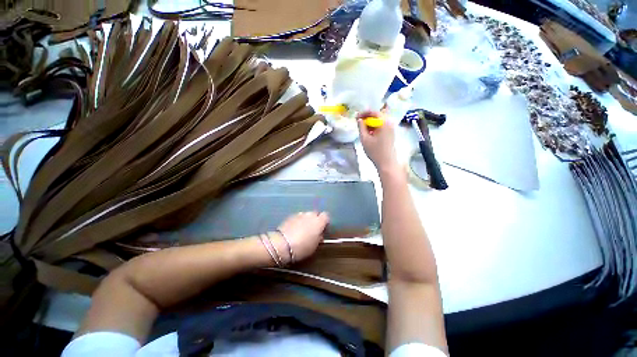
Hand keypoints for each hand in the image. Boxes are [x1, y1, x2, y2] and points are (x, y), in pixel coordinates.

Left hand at [271, 212, 329, 263]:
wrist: (282, 244)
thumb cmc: (302, 247)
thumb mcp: (315, 246)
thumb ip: (319, 237)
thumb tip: (319, 234)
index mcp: (319, 221)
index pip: (326, 216)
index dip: (325, 222)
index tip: (323, 228)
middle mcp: (310, 215)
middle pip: (315, 214)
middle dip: (315, 220)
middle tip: (312, 230)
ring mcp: (300, 214)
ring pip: (306, 215)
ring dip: (306, 220)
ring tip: (302, 230)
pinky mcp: (290, 216)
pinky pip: (297, 217)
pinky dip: (297, 221)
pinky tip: (294, 230)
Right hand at [357, 111, 399, 173]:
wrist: (386, 163)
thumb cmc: (375, 151)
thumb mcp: (364, 139)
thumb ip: (361, 127)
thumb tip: (359, 119)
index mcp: (384, 122)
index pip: (374, 112)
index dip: (364, 113)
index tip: (356, 117)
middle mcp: (390, 123)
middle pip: (377, 115)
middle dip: (367, 118)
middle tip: (358, 122)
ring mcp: (391, 128)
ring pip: (379, 121)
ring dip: (371, 123)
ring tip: (362, 129)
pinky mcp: (391, 133)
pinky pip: (382, 126)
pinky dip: (375, 127)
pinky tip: (369, 133)